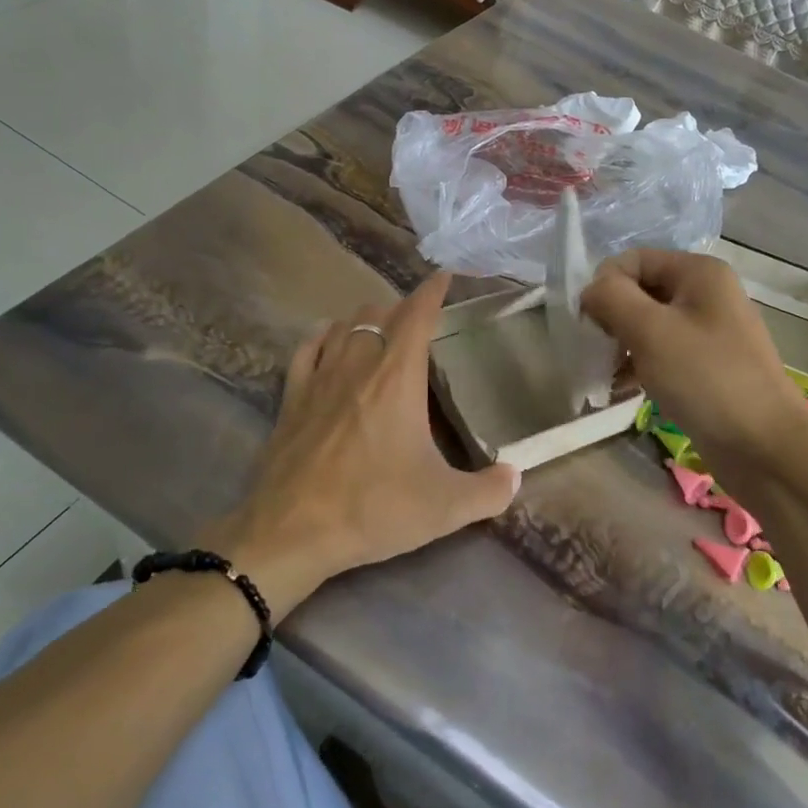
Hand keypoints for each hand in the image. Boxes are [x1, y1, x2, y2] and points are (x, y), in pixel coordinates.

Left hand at [204, 272, 518, 616]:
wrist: (291, 532)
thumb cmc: (373, 508)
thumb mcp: (444, 507)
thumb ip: (489, 491)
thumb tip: (516, 476)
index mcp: (397, 376)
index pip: (418, 314)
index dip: (433, 290)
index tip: (445, 276)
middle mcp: (358, 363)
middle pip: (379, 314)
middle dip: (402, 310)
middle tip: (420, 324)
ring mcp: (320, 377)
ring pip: (343, 325)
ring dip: (365, 321)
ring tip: (380, 333)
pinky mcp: (291, 397)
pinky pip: (308, 349)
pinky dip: (324, 338)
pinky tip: (330, 343)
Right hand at [582, 249, 807, 472]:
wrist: (765, 447)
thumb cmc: (706, 378)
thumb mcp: (650, 331)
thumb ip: (611, 298)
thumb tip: (591, 291)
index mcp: (698, 271)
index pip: (633, 260)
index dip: (605, 286)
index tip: (591, 325)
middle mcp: (706, 292)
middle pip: (641, 290)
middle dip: (613, 317)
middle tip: (599, 352)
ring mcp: (709, 330)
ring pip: (649, 323)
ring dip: (622, 344)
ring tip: (608, 375)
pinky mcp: (708, 364)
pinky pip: (663, 351)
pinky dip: (640, 364)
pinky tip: (623, 389)